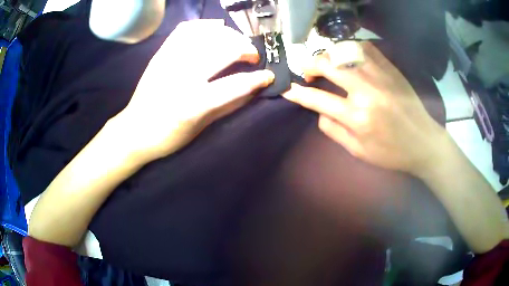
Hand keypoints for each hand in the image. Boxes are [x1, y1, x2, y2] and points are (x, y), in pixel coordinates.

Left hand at [114, 20, 273, 161]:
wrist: (134, 130)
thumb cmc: (168, 136)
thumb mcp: (200, 128)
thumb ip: (228, 105)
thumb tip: (253, 89)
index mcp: (192, 103)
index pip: (235, 85)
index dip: (258, 78)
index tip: (269, 75)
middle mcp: (181, 76)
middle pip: (223, 50)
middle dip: (246, 49)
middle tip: (253, 56)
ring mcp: (169, 61)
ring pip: (207, 35)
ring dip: (229, 35)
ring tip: (237, 42)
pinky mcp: (161, 54)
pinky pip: (185, 29)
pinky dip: (204, 25)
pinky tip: (215, 28)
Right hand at [283, 42, 446, 175]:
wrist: (423, 142)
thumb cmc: (391, 153)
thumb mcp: (359, 152)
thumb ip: (334, 131)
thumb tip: (319, 112)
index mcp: (357, 117)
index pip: (318, 99)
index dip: (298, 93)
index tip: (288, 90)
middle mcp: (366, 91)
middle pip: (328, 65)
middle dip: (310, 65)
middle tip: (307, 72)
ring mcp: (380, 76)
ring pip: (345, 52)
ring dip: (329, 55)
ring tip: (327, 64)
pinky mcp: (390, 69)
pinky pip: (366, 48)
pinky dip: (352, 48)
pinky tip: (349, 57)